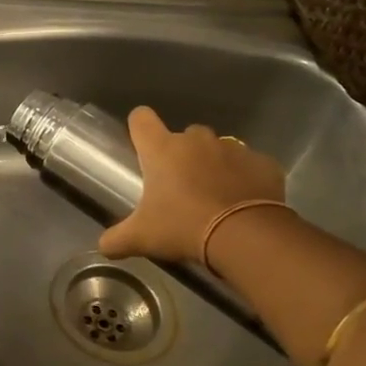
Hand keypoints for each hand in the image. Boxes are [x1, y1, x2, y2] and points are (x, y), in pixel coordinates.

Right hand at [98, 107, 286, 265]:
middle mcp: (196, 140)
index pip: (141, 118)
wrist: (245, 236)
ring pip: (218, 148)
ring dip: (214, 165)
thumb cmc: (183, 227)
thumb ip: (116, 239)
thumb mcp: (141, 238)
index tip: (142, 147)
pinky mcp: (263, 163)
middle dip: (182, 155)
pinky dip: (246, 179)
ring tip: (216, 197)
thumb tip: (102, 247)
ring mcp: (233, 148)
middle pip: (184, 136)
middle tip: (181, 187)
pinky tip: (244, 203)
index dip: (139, 128)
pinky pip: (250, 165)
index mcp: (161, 149)